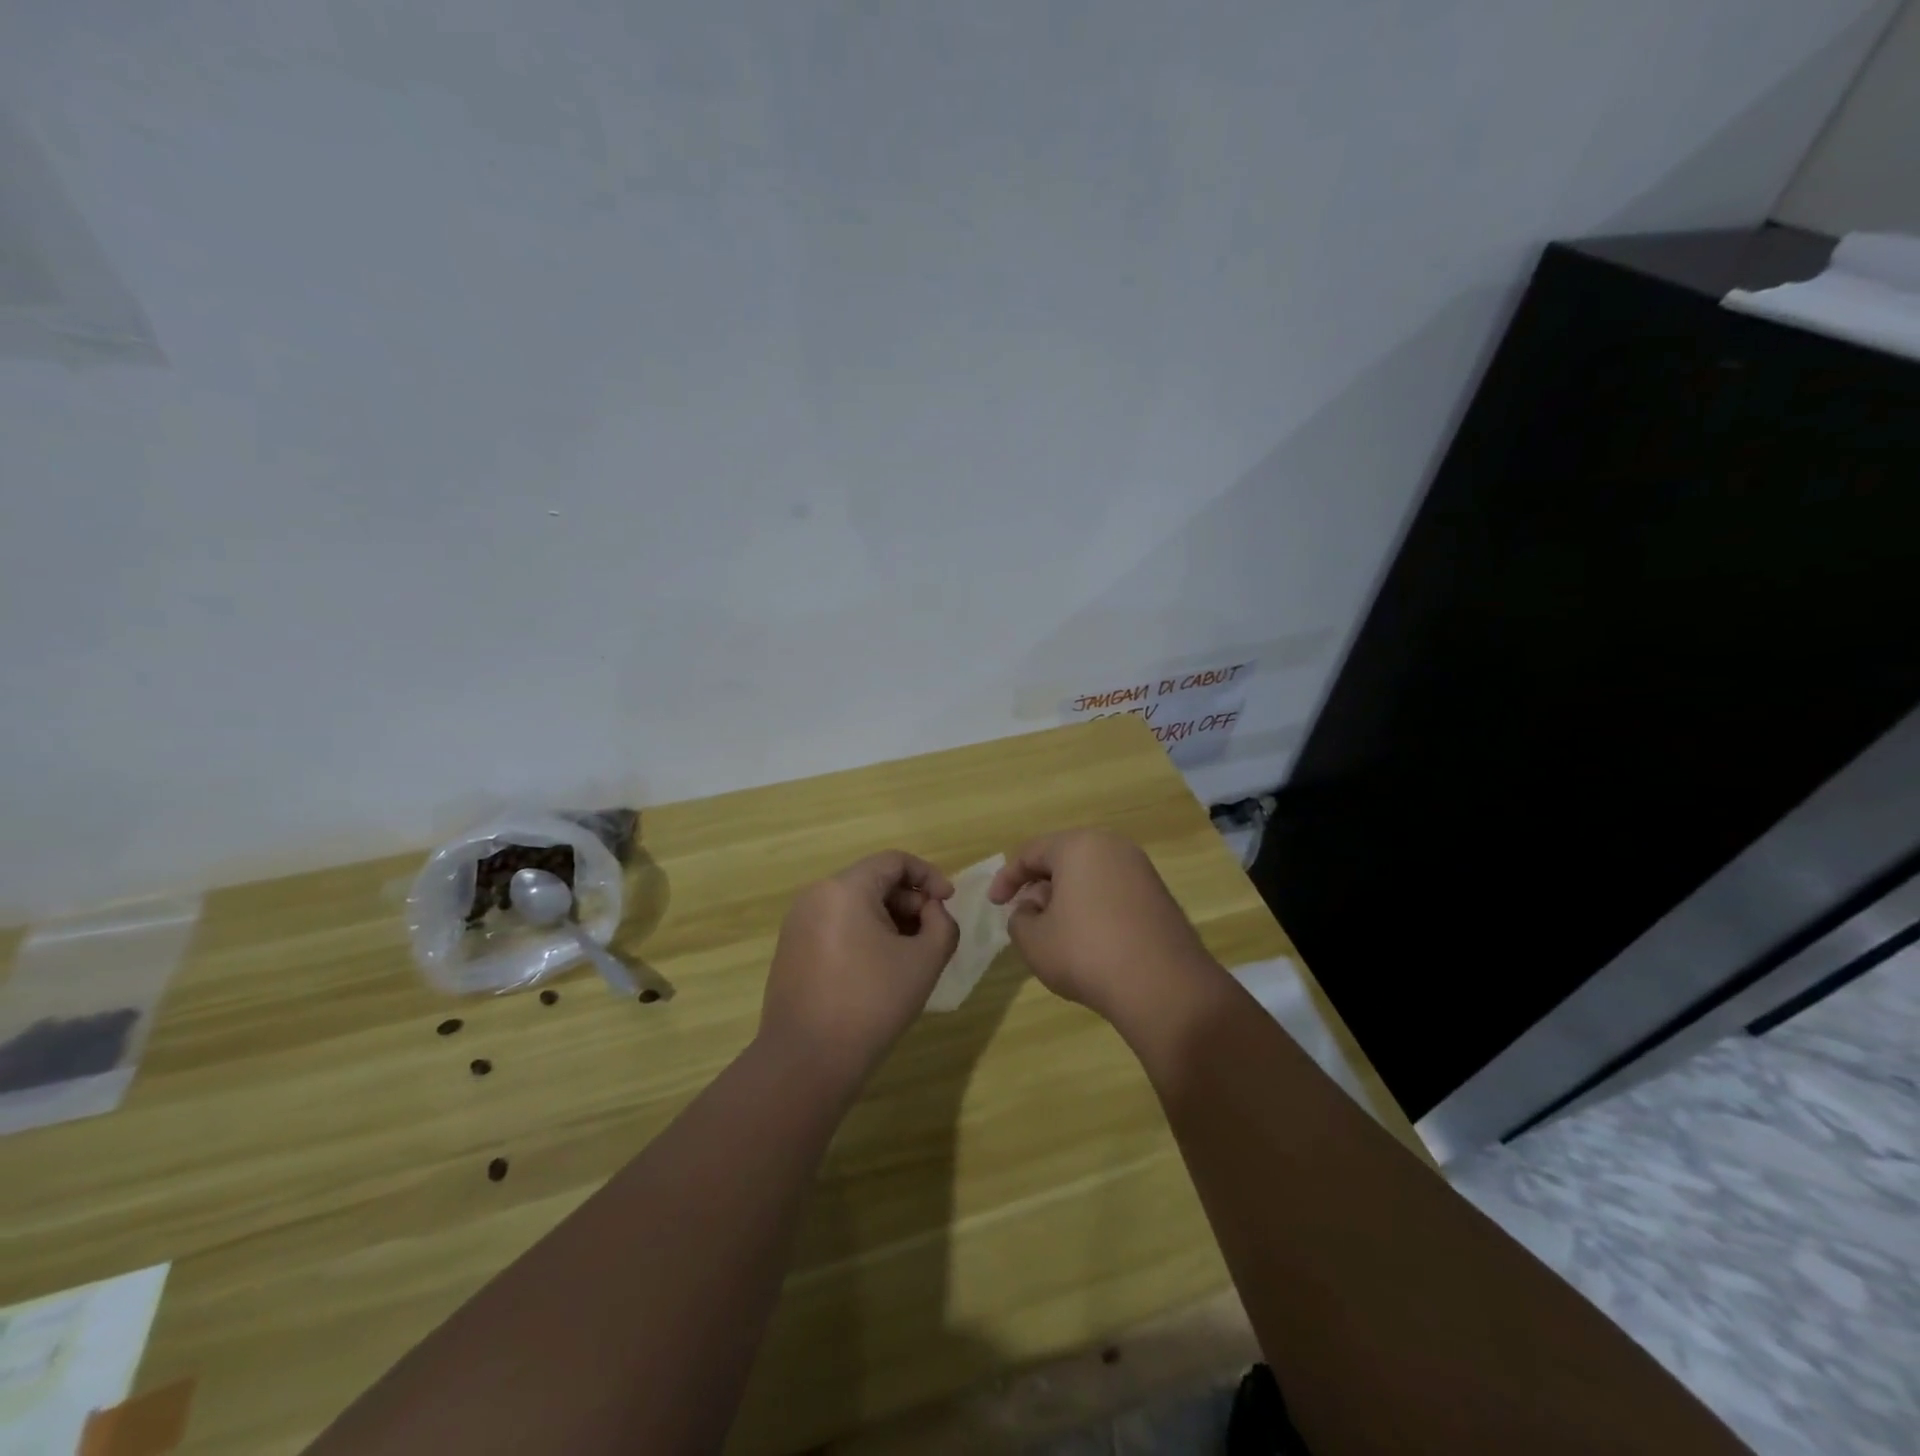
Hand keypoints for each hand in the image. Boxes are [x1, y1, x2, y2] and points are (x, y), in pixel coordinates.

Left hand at [760, 851, 958, 1087]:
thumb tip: (932, 912)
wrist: (807, 1060)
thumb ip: (942, 924)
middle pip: (873, 881)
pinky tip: (878, 970)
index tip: (948, 903)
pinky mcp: (791, 950)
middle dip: (909, 902)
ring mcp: (798, 923)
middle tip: (932, 934)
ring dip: (888, 920)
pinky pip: (835, 926)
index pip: (894, 861)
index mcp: (845, 888)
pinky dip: (863, 935)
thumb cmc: (871, 1003)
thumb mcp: (924, 961)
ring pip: (854, 905)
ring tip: (909, 955)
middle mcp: (816, 896)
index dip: (929, 876)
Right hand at [989, 829, 1218, 1026]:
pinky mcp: (1159, 897)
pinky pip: (1113, 893)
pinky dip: (1093, 908)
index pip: (1031, 852)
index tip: (994, 903)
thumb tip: (1033, 909)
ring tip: (1054, 932)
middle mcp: (1113, 847)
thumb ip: (1020, 918)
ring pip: (1090, 876)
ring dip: (1066, 899)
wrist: (1164, 987)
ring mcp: (1142, 871)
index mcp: (1079, 846)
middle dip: (1039, 886)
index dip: (1007, 878)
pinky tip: (1088, 942)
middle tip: (1024, 915)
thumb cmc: (1087, 953)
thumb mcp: (1033, 940)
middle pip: (1063, 859)